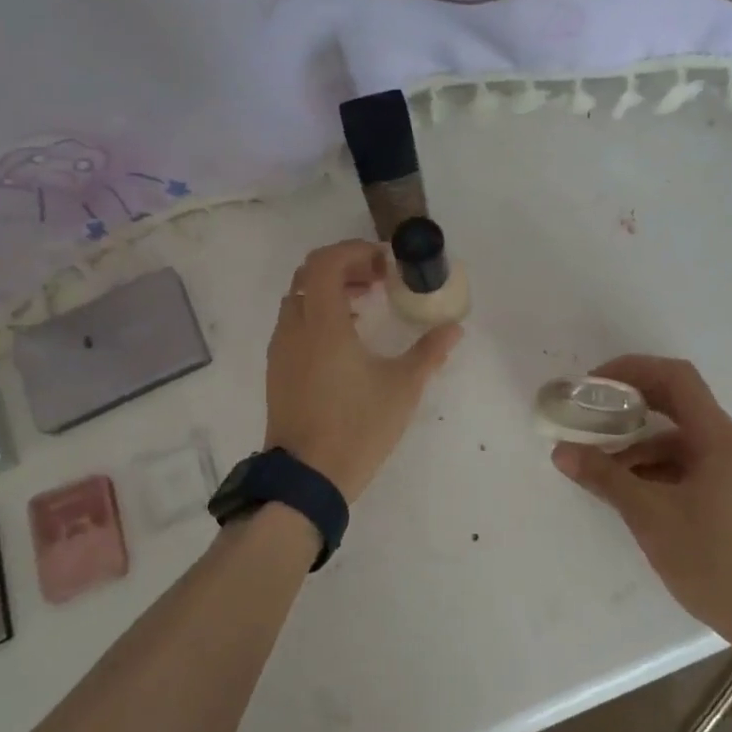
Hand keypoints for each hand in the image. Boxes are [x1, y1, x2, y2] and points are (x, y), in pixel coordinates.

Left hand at [263, 240, 462, 501]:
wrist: (307, 479)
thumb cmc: (357, 427)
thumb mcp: (402, 388)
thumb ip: (429, 352)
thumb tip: (454, 328)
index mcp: (323, 324)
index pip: (326, 262)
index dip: (354, 252)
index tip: (384, 264)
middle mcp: (295, 328)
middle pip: (308, 274)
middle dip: (344, 267)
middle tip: (378, 281)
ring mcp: (281, 350)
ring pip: (299, 299)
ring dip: (330, 291)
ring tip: (367, 307)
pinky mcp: (277, 370)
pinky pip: (294, 323)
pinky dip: (318, 314)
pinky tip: (347, 340)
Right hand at [551, 356, 731, 644]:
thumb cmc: (714, 563)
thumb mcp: (650, 517)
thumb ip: (605, 478)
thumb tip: (561, 452)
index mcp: (724, 441)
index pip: (678, 380)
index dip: (634, 370)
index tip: (596, 384)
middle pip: (682, 408)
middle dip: (634, 409)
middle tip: (594, 417)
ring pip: (687, 444)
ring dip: (645, 449)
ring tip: (606, 471)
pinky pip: (699, 468)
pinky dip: (665, 471)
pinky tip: (639, 495)